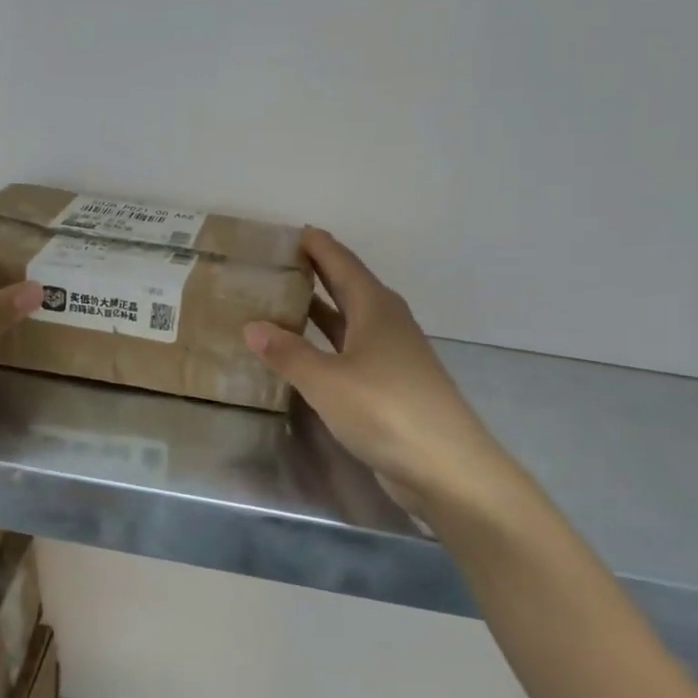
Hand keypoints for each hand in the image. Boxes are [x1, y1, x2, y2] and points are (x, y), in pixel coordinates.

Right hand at [244, 229, 512, 513]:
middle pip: (350, 288)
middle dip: (320, 273)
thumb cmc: (385, 410)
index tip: (295, 231)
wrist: (444, 465)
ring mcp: (393, 356)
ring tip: (286, 301)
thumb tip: (252, 326)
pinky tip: (308, 355)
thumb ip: (288, 353)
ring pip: (352, 321)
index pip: (343, 264)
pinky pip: (353, 351)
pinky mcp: (392, 386)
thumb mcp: (326, 381)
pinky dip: (329, 344)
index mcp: (376, 309)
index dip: (320, 246)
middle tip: (283, 262)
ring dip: (323, 310)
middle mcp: (387, 324)